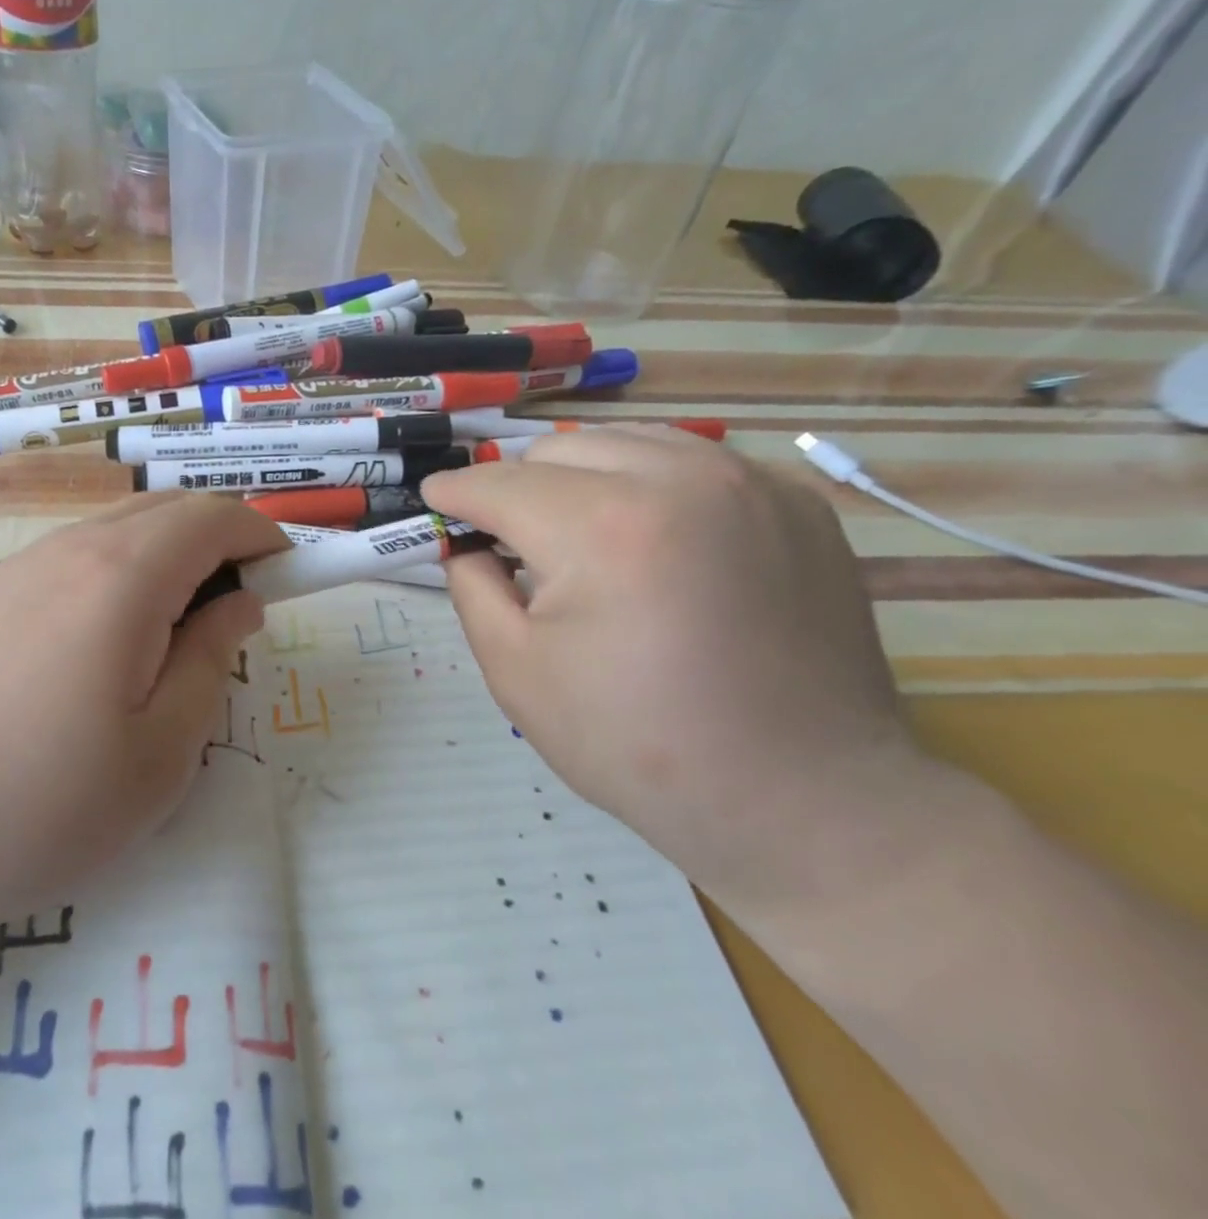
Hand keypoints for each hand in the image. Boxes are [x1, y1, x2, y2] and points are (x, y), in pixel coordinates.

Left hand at [0, 494, 289, 952]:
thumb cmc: (30, 806)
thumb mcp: (158, 755)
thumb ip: (211, 663)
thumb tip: (240, 606)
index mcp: (122, 575)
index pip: (214, 516)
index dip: (263, 536)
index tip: (287, 580)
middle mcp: (68, 548)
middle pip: (166, 512)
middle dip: (219, 545)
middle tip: (237, 616)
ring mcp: (16, 567)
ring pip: (117, 534)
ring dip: (167, 563)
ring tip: (173, 641)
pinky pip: (73, 562)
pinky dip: (117, 580)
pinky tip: (100, 653)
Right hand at [421, 429, 940, 920]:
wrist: (803, 800)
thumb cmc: (639, 745)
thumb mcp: (516, 674)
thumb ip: (471, 588)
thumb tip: (466, 543)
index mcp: (602, 528)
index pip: (500, 484)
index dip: (456, 494)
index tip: (437, 502)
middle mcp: (679, 480)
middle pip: (558, 449)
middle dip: (520, 489)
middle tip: (516, 543)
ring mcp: (748, 482)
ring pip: (625, 441)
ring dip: (584, 477)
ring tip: (584, 536)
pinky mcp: (794, 501)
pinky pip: (692, 461)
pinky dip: (652, 485)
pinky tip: (656, 540)